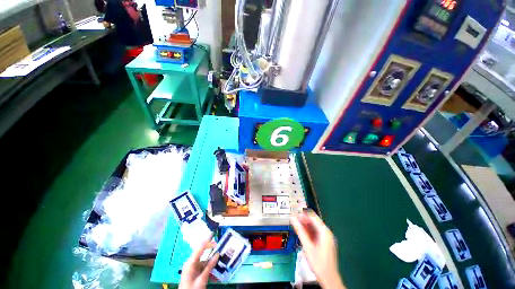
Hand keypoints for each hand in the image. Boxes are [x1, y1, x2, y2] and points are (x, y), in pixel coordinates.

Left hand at [179, 238, 219, 288]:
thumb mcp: (202, 279)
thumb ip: (209, 266)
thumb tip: (217, 254)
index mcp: (191, 262)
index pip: (201, 247)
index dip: (209, 243)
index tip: (218, 243)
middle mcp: (191, 263)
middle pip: (203, 254)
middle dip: (212, 254)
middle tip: (221, 252)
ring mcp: (192, 268)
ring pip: (205, 262)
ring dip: (212, 265)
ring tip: (220, 266)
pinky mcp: (194, 273)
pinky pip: (203, 268)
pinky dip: (209, 270)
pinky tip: (215, 276)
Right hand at [291, 211, 345, 288]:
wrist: (329, 278)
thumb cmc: (318, 263)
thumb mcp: (307, 246)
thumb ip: (300, 231)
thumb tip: (293, 219)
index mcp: (325, 232)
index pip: (313, 217)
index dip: (303, 215)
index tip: (294, 216)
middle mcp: (327, 233)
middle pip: (314, 221)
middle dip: (303, 220)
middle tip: (294, 222)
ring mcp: (326, 238)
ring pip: (314, 227)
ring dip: (305, 226)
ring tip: (296, 227)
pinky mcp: (325, 242)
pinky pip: (316, 233)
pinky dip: (309, 232)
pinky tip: (303, 234)